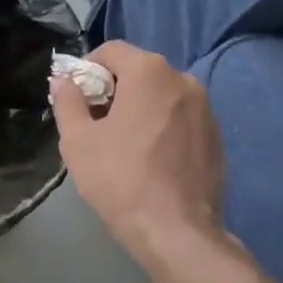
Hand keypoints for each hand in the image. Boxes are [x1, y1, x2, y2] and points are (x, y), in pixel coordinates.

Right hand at [51, 42, 224, 259]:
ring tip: (124, 146)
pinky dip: (163, 128)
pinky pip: (181, 120)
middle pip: (139, 72)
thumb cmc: (120, 179)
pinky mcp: (218, 137)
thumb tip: (64, 81)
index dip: (87, 69)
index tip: (76, 99)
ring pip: (162, 96)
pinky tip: (151, 161)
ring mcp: (207, 109)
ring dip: (140, 109)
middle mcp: (184, 79)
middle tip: (95, 125)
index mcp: (150, 72)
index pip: (111, 51)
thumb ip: (67, 102)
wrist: (177, 231)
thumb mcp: (77, 141)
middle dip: (114, 90)